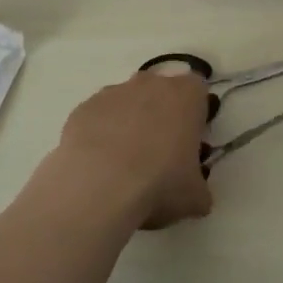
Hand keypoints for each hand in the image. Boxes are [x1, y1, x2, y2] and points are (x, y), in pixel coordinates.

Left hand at [53, 71, 213, 228]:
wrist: (99, 187)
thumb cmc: (159, 183)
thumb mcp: (195, 198)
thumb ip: (199, 188)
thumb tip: (196, 196)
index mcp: (186, 95)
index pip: (198, 91)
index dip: (195, 114)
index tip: (189, 141)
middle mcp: (151, 84)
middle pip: (160, 91)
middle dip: (160, 115)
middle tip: (158, 154)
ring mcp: (113, 92)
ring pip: (126, 102)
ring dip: (128, 123)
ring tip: (122, 165)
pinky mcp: (83, 108)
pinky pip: (97, 117)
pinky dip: (99, 134)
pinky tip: (97, 165)